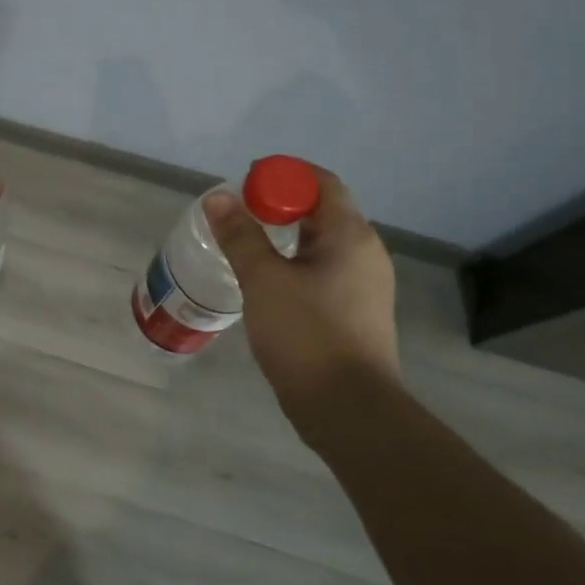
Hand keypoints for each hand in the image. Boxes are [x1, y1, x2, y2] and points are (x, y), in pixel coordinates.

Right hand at [204, 164, 399, 400]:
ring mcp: (364, 285)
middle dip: (281, 205)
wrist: (348, 409)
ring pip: (322, 244)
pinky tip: (267, 281)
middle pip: (323, 211)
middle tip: (239, 213)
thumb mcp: (264, 280)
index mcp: (350, 236)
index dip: (285, 175)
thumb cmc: (306, 335)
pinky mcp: (356, 312)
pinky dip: (295, 263)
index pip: (322, 183)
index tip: (247, 182)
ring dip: (286, 236)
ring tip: (246, 244)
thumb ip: (240, 236)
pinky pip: (324, 271)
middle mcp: (365, 253)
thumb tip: (218, 198)